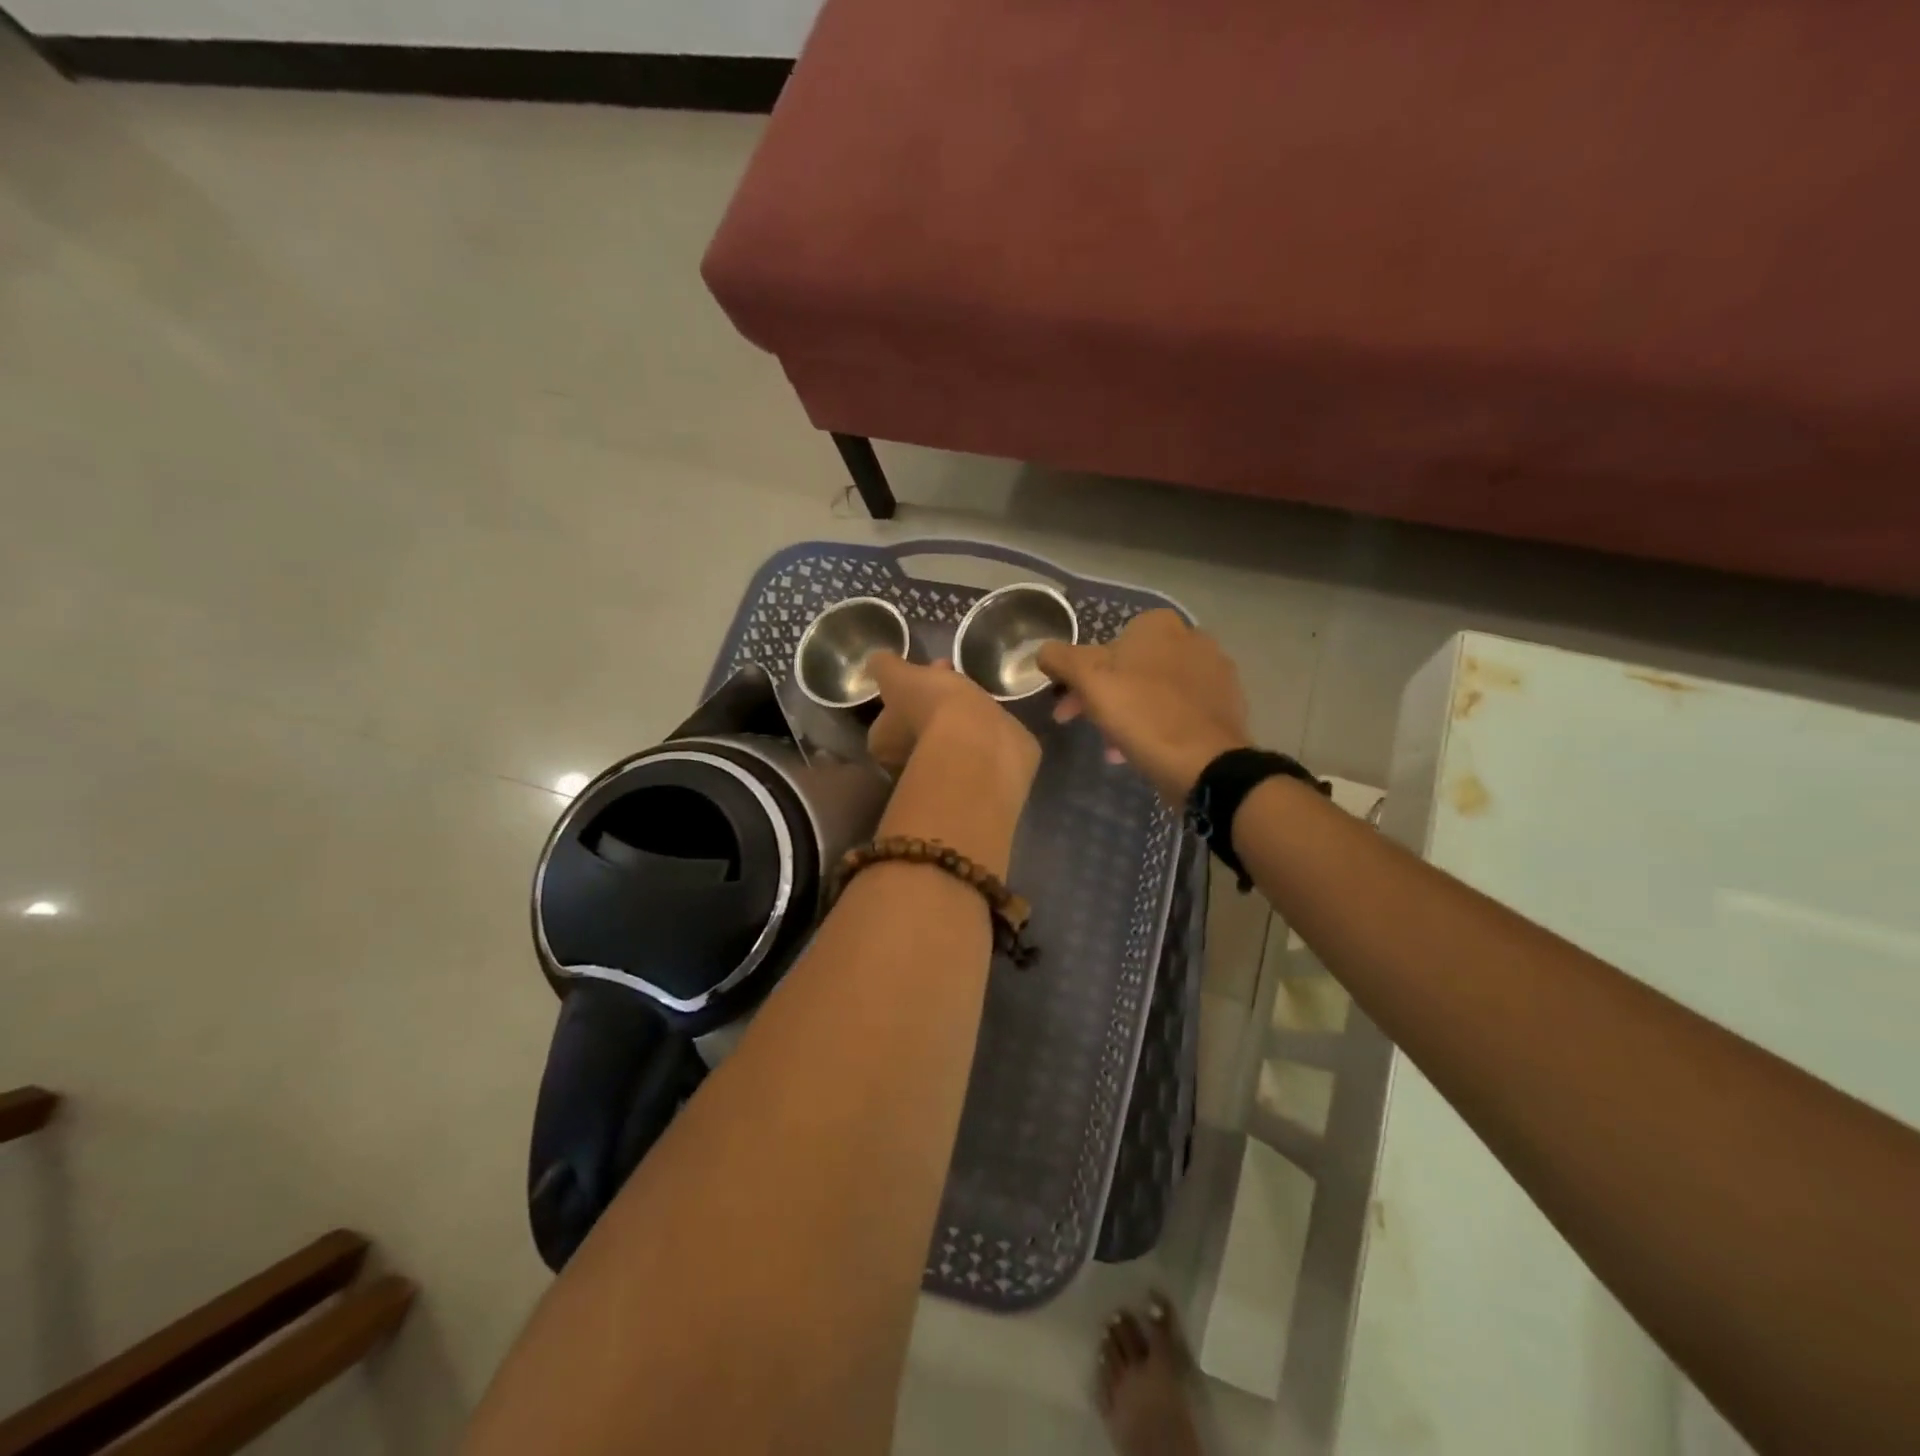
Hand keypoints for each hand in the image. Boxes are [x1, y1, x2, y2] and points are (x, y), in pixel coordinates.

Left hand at [866, 653, 1039, 783]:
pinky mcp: (970, 769)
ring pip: (941, 733)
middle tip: (943, 673)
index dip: (899, 692)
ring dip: (950, 710)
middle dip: (926, 699)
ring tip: (967, 683)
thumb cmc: (928, 707)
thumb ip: (884, 667)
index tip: (916, 673)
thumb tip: (875, 660)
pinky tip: (983, 706)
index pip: (884, 720)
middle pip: (913, 725)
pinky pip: (966, 741)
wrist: (979, 740)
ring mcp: (940, 770)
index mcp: (882, 745)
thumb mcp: (897, 677)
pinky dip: (972, 723)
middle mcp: (906, 764)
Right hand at [1037, 610, 1250, 803]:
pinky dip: (1158, 722)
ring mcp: (1214, 670)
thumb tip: (1042, 651)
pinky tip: (1147, 748)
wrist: (1207, 764)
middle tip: (1085, 726)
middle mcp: (1191, 637)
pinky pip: (1180, 708)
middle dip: (1102, 697)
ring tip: (1114, 748)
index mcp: (1158, 624)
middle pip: (1130, 668)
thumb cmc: (1143, 715)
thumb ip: (1061, 659)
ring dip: (1128, 713)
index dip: (1079, 677)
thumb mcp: (1089, 682)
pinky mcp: (1227, 702)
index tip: (1069, 706)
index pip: (1104, 645)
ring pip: (1153, 689)